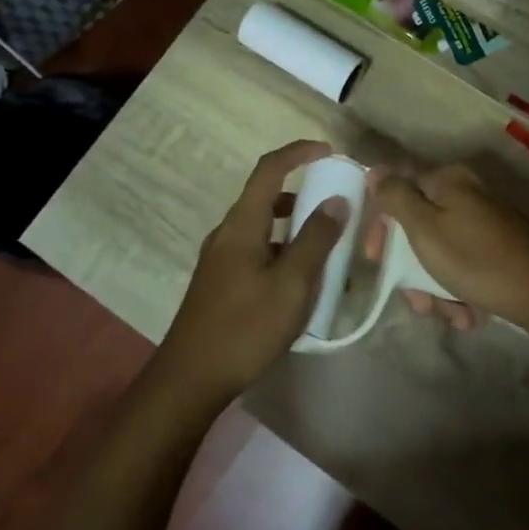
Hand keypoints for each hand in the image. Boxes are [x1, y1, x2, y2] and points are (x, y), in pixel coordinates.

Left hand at [156, 141, 347, 397]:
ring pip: (262, 226)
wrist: (191, 377)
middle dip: (303, 192)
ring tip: (327, 246)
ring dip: (294, 225)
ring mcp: (220, 258)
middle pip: (266, 196)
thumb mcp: (291, 284)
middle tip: (336, 205)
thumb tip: (336, 200)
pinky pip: (256, 250)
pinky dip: (282, 250)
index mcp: (242, 224)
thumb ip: (316, 240)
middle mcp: (227, 232)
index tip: (329, 152)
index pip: (269, 169)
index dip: (299, 152)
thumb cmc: (245, 327)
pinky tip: (301, 280)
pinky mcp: (220, 281)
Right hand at [363, 164, 528, 331]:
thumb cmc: (474, 259)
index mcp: (447, 181)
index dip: (380, 227)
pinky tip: (468, 315)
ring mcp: (484, 223)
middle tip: (418, 301)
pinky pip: (464, 267)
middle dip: (412, 270)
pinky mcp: (499, 249)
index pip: (397, 194)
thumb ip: (396, 197)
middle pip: (419, 229)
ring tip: (449, 314)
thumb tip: (375, 170)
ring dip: (435, 288)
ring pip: (440, 254)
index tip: (375, 260)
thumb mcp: (424, 228)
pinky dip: (459, 291)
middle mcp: (466, 195)